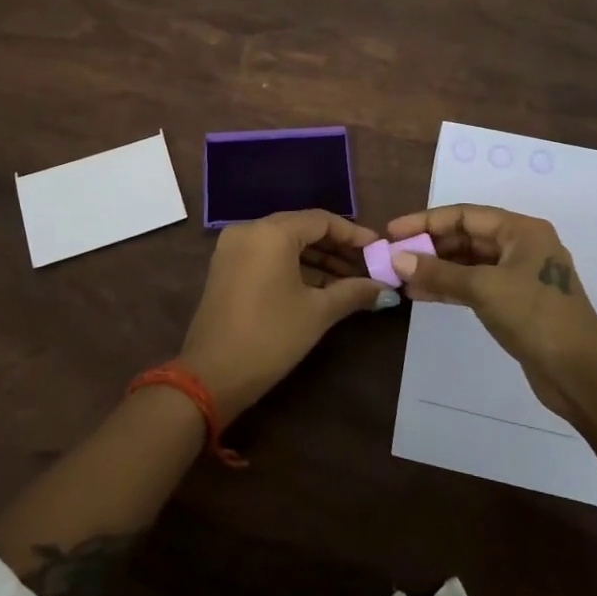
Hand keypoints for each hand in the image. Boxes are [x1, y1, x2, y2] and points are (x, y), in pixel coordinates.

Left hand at [180, 210, 388, 424]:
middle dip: (336, 248)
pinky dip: (294, 267)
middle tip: (367, 267)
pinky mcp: (227, 268)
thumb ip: (353, 292)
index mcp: (271, 232)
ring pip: (285, 243)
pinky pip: (268, 256)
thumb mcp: (317, 313)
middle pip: (302, 228)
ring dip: (317, 260)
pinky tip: (321, 288)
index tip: (378, 249)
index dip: (353, 234)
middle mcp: (249, 230)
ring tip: (350, 282)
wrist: (211, 376)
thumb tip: (384, 288)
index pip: (321, 220)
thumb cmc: (270, 337)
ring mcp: (234, 248)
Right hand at [383, 204, 596, 420]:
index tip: (393, 232)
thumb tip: (397, 259)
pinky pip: (475, 285)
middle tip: (393, 257)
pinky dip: (450, 287)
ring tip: (401, 277)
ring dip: (436, 268)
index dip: (426, 221)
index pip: (464, 215)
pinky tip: (422, 294)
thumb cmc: (536, 317)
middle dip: (429, 246)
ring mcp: (519, 276)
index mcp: (521, 230)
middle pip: (466, 237)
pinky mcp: (515, 303)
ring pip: (469, 263)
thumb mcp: (484, 289)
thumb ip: (439, 273)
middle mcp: (521, 246)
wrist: (582, 374)